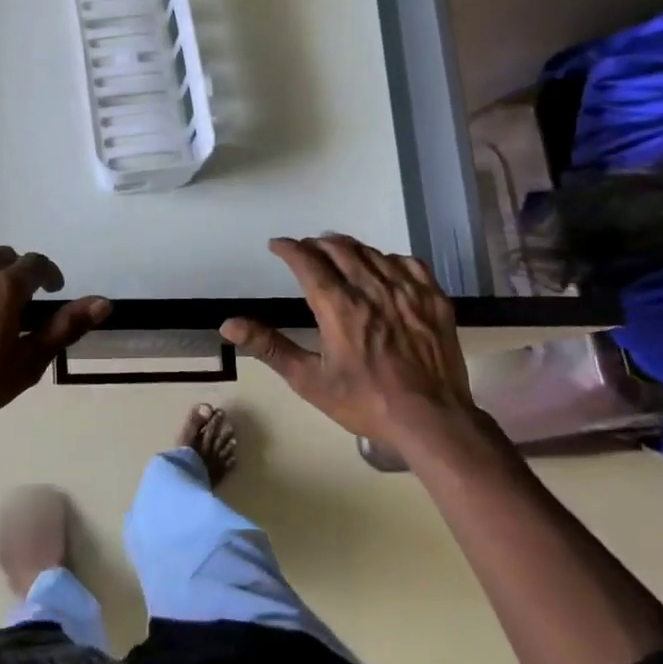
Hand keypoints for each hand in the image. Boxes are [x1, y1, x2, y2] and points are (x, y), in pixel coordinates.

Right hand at [221, 233, 495, 454]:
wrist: (431, 419)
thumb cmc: (365, 402)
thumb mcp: (309, 380)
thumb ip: (269, 347)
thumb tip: (229, 323)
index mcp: (339, 307)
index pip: (308, 262)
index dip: (290, 249)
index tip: (277, 245)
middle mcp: (372, 289)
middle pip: (340, 250)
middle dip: (317, 244)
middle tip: (306, 248)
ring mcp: (407, 292)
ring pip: (373, 253)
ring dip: (350, 247)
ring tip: (338, 249)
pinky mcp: (433, 300)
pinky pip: (409, 264)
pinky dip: (388, 258)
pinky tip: (383, 266)